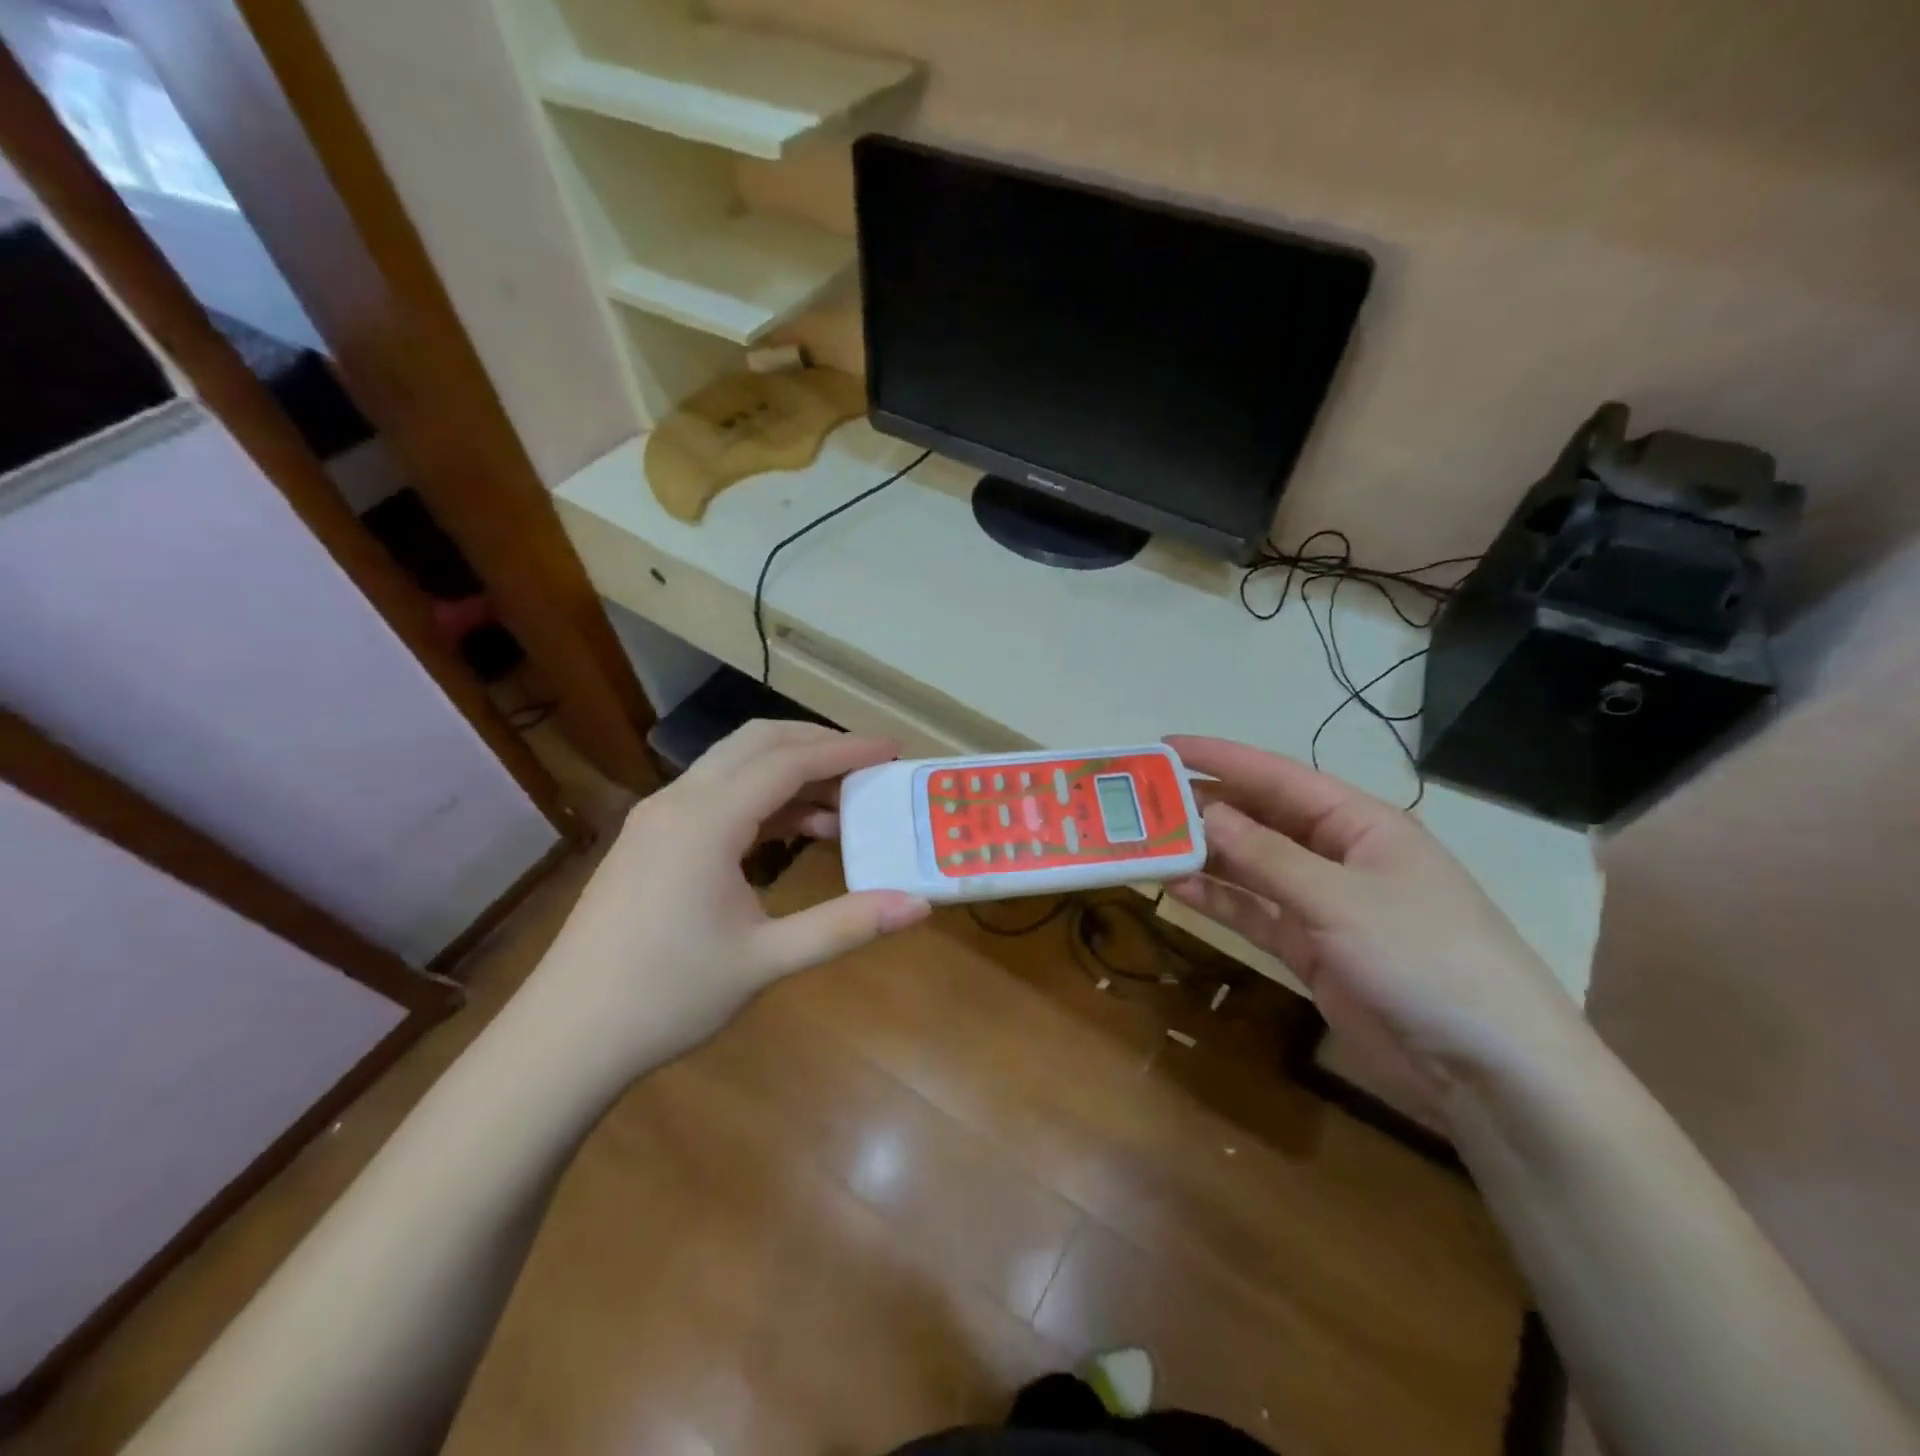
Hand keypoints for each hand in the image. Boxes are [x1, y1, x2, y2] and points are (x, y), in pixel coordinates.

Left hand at [524, 721, 930, 1071]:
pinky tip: (794, 832)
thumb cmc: (667, 997)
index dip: (846, 750)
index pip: (788, 761)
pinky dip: (762, 799)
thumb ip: (844, 925)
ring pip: (734, 765)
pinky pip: (716, 794)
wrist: (565, 1037)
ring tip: (843, 805)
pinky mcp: (651, 838)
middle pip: (757, 742)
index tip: (894, 749)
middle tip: (869, 765)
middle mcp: (679, 801)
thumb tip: (918, 905)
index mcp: (706, 820)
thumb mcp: (765, 961)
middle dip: (818, 744)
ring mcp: (658, 817)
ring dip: (789, 771)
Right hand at [1163, 736, 1582, 1115]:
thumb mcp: (1341, 900)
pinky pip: (1255, 913)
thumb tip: (1206, 813)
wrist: (1489, 1072)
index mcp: (1360, 823)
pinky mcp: (1312, 950)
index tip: (1166, 746)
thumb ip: (1268, 857)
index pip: (1278, 777)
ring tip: (1148, 843)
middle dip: (1205, 808)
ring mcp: (1324, 905)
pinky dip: (1221, 901)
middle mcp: (1338, 855)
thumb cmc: (1425, 960)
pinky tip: (1179, 890)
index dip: (1221, 758)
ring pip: (1252, 867)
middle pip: (1260, 819)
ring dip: (1205, 856)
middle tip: (1142, 801)